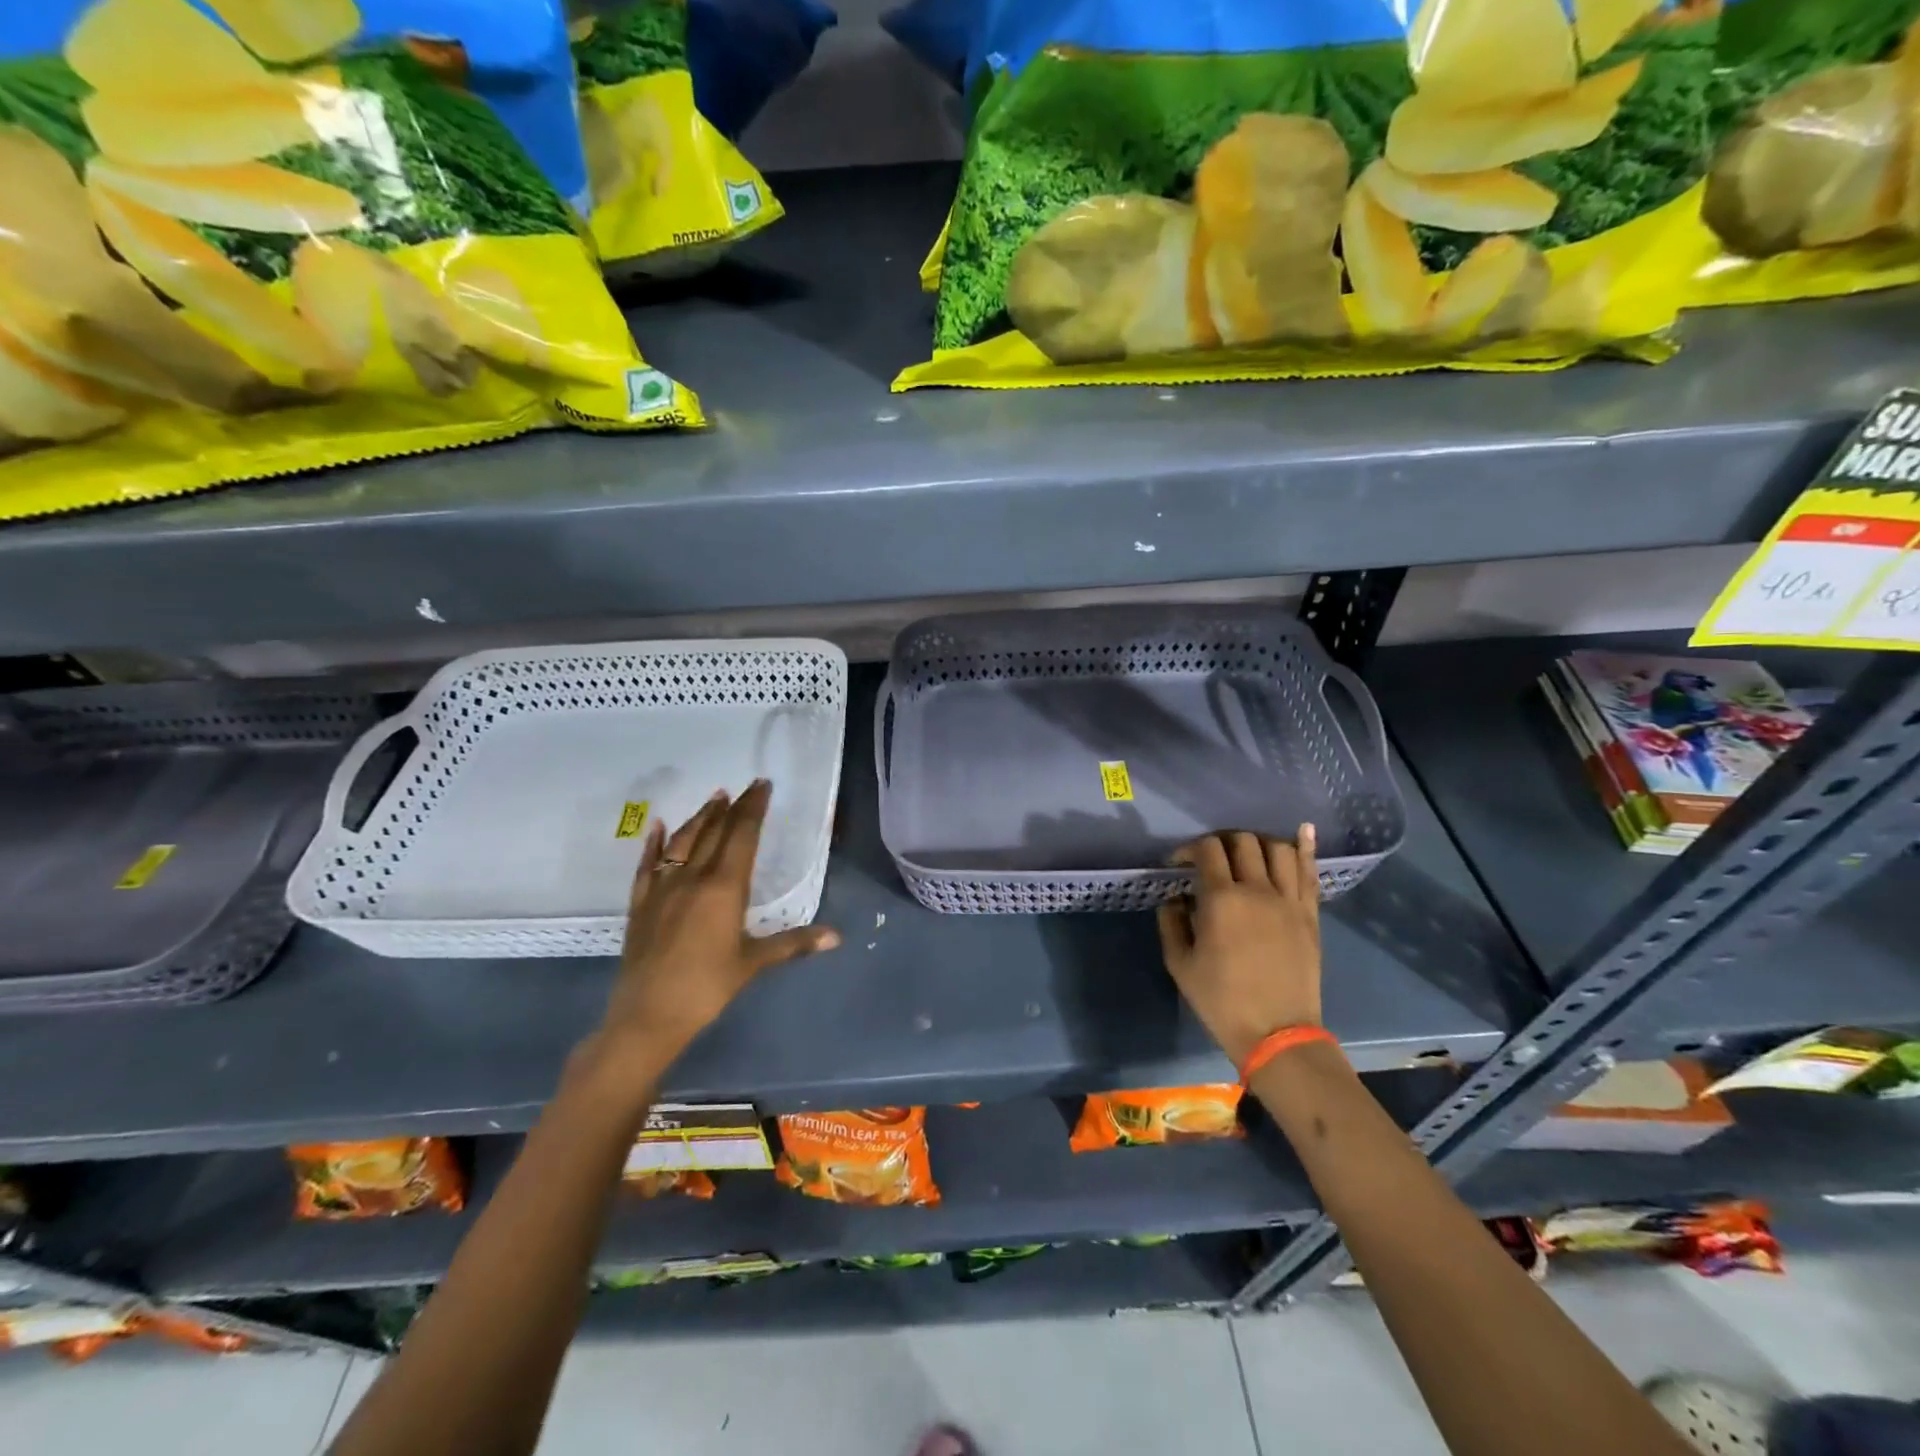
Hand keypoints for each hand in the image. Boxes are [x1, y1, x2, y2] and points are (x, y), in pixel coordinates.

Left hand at [579, 782, 840, 1098]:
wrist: (647, 1016)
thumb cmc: (707, 987)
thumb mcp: (754, 963)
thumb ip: (794, 943)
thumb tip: (836, 936)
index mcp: (724, 887)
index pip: (742, 835)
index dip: (753, 808)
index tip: (762, 785)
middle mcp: (692, 877)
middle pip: (715, 832)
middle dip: (732, 807)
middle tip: (745, 787)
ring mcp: (662, 888)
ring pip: (682, 841)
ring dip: (700, 817)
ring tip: (714, 797)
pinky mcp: (641, 903)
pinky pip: (647, 864)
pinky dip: (654, 843)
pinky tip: (658, 826)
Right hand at [1156, 826, 1321, 1068]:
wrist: (1277, 1034)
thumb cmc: (1221, 1001)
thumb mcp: (1179, 964)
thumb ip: (1171, 922)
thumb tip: (1175, 898)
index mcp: (1221, 900)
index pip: (1207, 850)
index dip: (1190, 849)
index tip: (1178, 864)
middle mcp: (1257, 890)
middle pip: (1242, 841)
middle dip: (1221, 842)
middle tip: (1211, 859)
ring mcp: (1289, 900)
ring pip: (1278, 848)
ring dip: (1258, 842)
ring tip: (1247, 854)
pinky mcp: (1310, 914)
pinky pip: (1310, 871)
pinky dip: (1305, 847)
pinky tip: (1301, 831)